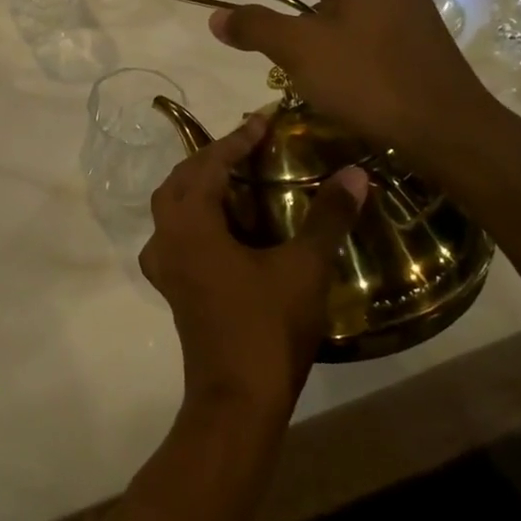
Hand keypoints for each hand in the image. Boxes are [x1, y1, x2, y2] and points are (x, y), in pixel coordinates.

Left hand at [139, 113, 367, 415]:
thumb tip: (356, 173)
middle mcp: (166, 237)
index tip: (264, 120)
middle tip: (250, 145)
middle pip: (182, 180)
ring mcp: (164, 265)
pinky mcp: (173, 286)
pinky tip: (226, 225)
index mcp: (190, 224)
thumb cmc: (267, 328)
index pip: (210, 164)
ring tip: (238, 176)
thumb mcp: (303, 268)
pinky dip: (198, 215)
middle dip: (213, 157)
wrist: (237, 400)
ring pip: (173, 207)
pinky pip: (177, 233)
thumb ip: (328, 217)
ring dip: (200, 185)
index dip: (237, 139)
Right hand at [208, 0, 501, 170]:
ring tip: (263, 33)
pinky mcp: (408, 26)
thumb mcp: (300, 49)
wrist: (445, 128)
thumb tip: (217, 16)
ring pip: (330, 3)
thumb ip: (254, 25)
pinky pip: (352, 20)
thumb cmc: (368, 79)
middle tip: (234, 8)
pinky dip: (324, 32)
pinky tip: (309, 52)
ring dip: (297, 20)